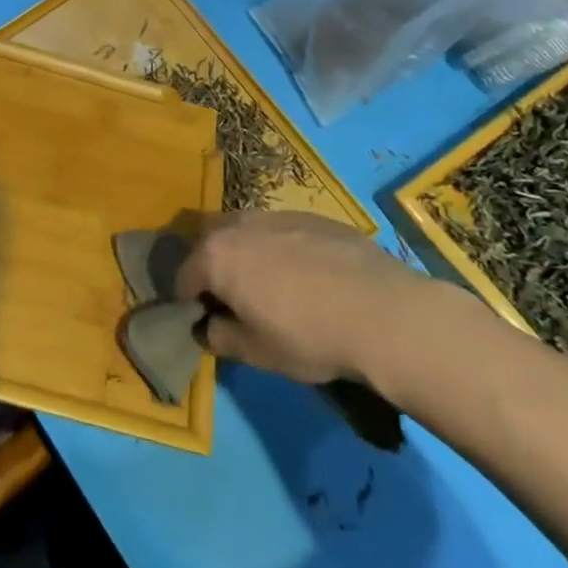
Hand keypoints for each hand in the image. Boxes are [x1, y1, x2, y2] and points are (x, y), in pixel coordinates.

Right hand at [176, 210, 434, 387]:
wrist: (383, 312)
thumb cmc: (308, 336)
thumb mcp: (255, 352)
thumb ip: (219, 337)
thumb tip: (206, 327)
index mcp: (216, 256)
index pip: (184, 277)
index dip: (189, 302)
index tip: (205, 322)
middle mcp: (240, 224)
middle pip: (211, 242)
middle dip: (214, 266)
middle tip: (235, 299)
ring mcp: (278, 215)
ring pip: (247, 231)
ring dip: (248, 253)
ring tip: (273, 286)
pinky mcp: (313, 217)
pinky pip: (282, 231)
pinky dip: (282, 249)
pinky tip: (310, 277)